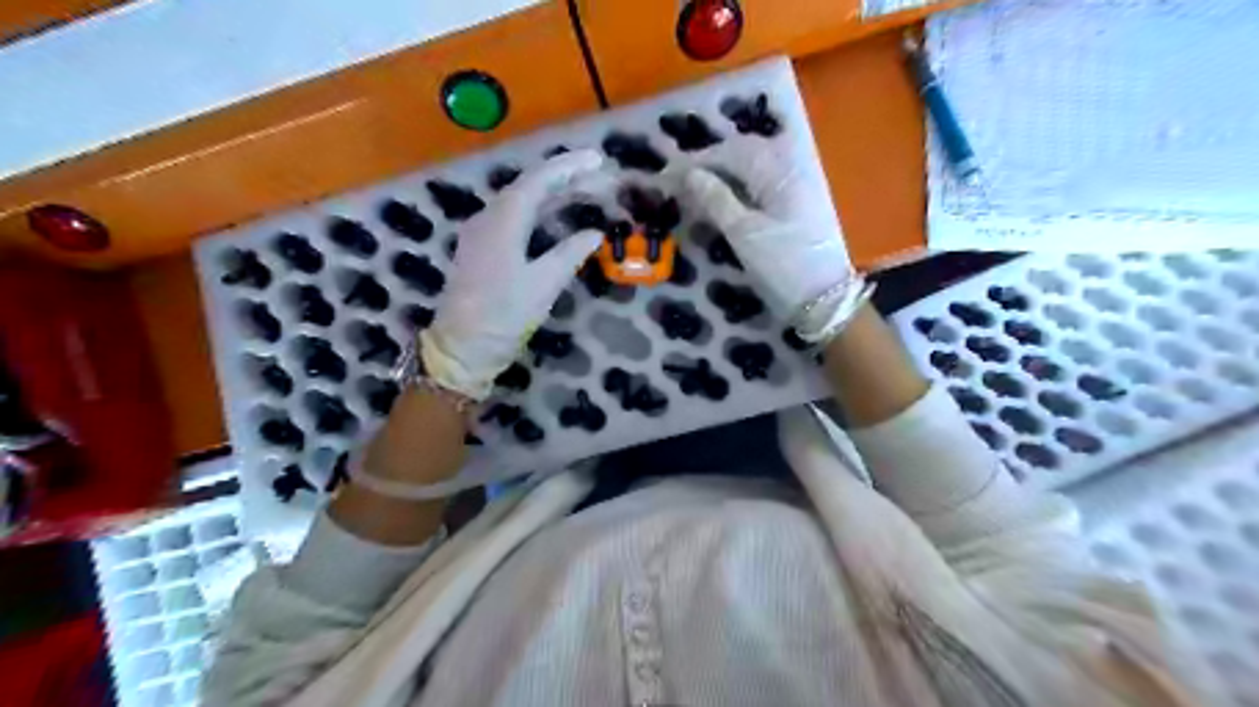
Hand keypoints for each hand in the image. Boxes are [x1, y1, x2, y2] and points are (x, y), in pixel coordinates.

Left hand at [420, 149, 606, 399]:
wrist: (461, 346)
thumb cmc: (504, 314)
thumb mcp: (543, 284)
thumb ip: (569, 253)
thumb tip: (594, 233)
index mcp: (503, 220)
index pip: (539, 180)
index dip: (569, 166)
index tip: (598, 159)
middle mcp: (488, 217)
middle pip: (529, 186)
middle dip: (564, 178)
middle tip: (599, 177)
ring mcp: (481, 232)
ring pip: (520, 201)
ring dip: (552, 194)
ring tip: (584, 191)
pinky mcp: (480, 248)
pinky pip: (513, 217)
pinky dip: (539, 211)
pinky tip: (554, 218)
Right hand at [686, 138, 871, 341]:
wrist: (823, 299)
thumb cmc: (782, 266)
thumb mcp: (743, 233)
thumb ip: (716, 199)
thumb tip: (689, 175)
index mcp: (778, 170)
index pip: (730, 153)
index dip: (696, 162)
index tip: (665, 175)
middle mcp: (790, 168)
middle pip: (742, 154)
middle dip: (708, 164)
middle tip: (676, 181)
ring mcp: (796, 185)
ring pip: (752, 168)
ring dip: (721, 175)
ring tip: (693, 190)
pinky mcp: (797, 203)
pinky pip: (761, 184)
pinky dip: (738, 188)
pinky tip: (721, 199)